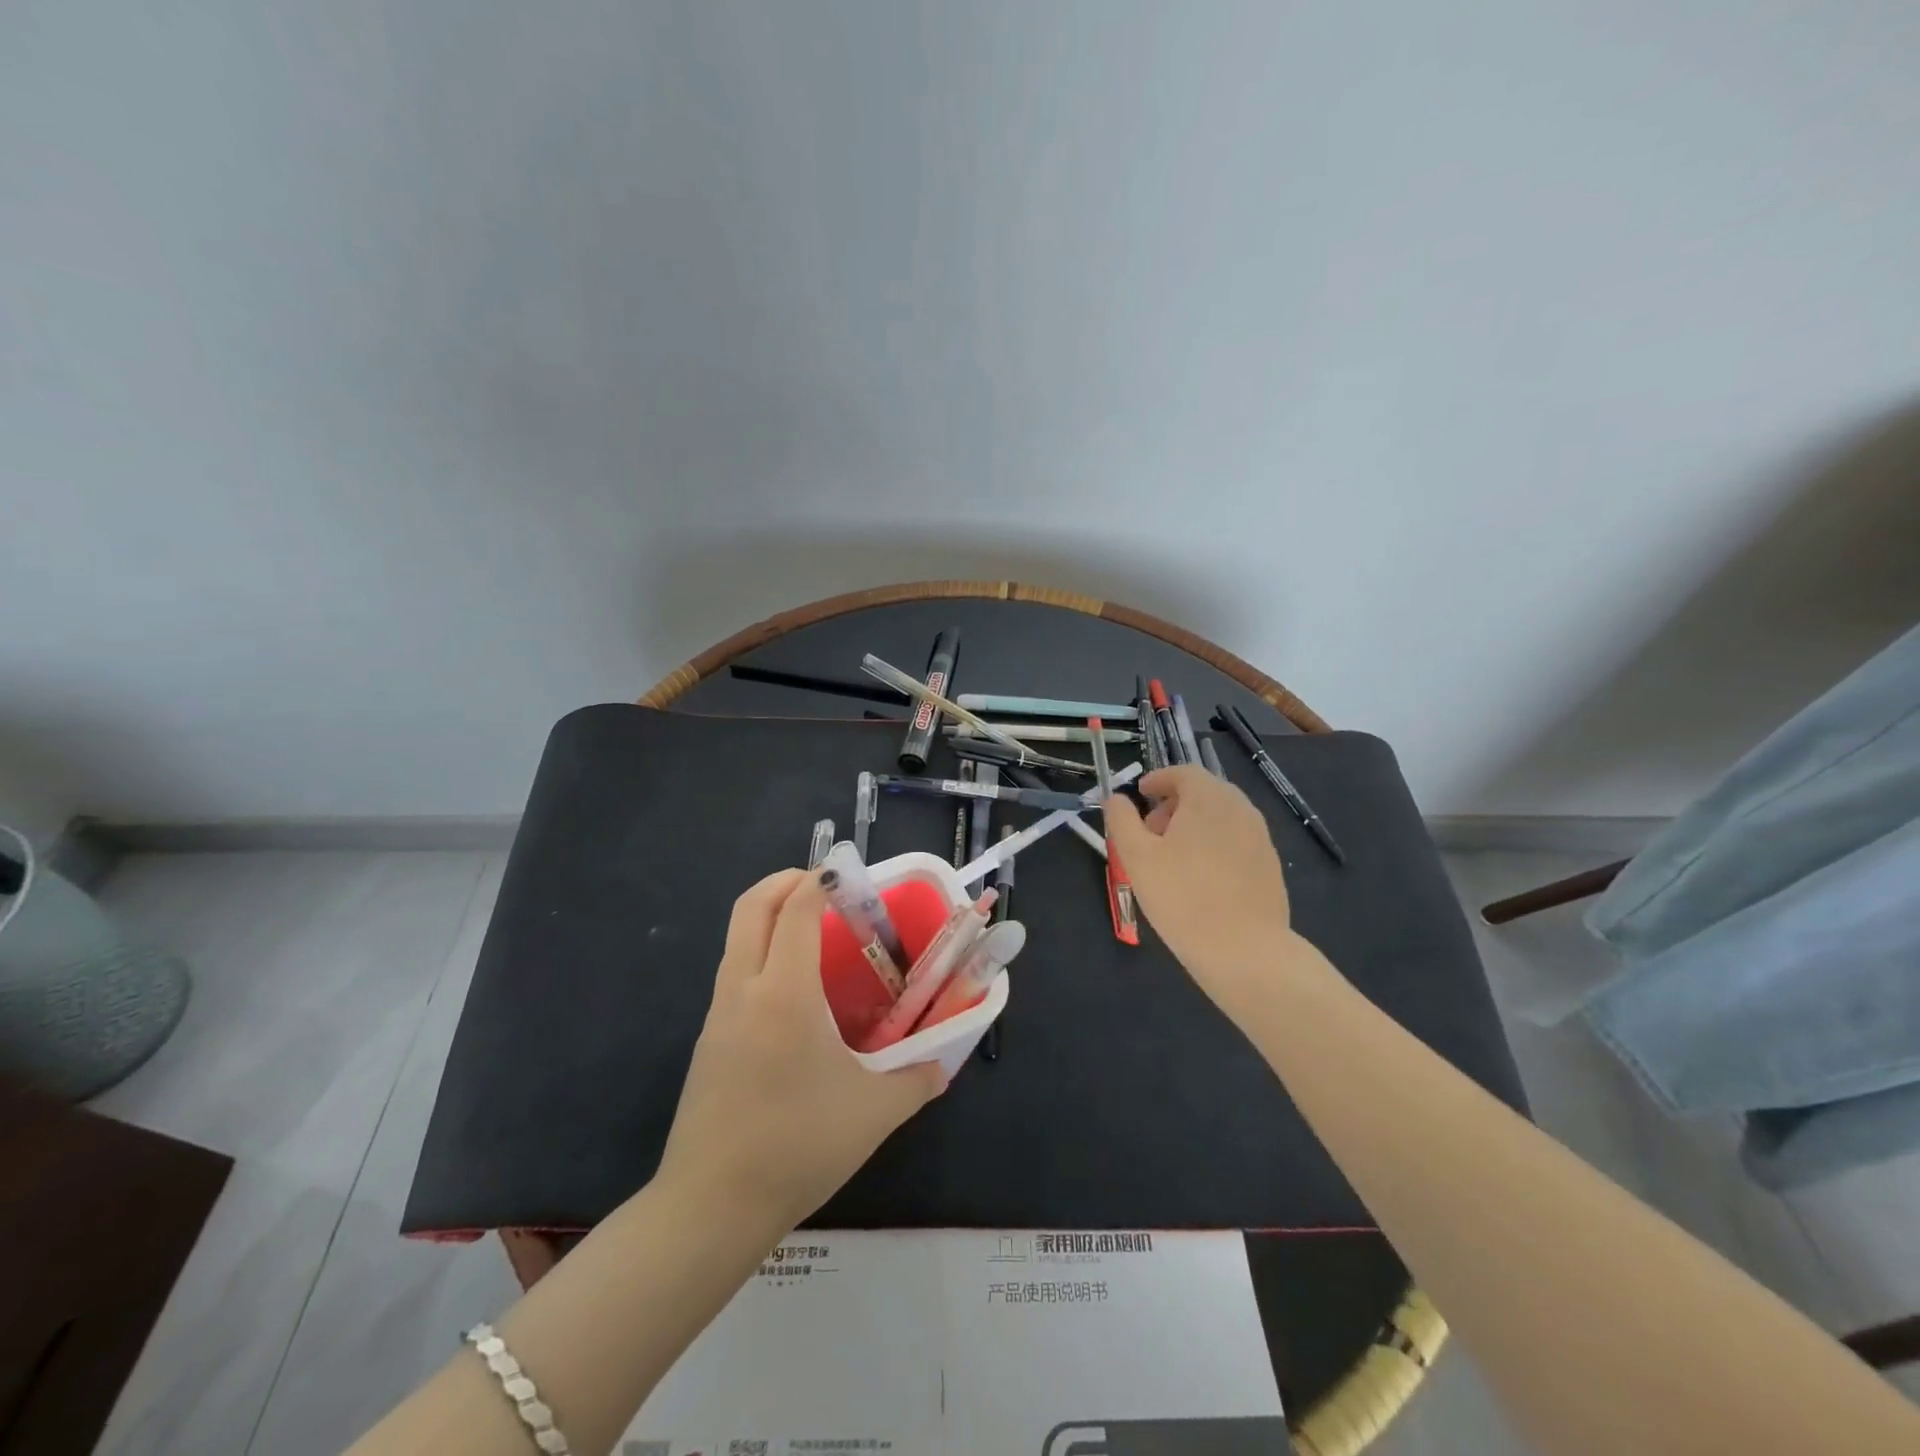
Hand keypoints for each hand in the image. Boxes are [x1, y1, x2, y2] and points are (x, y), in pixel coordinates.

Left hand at [657, 869, 945, 1231]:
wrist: (709, 1208)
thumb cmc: (796, 1146)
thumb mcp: (873, 1113)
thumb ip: (915, 1081)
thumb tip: (940, 1066)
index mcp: (784, 993)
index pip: (795, 910)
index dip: (819, 880)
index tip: (847, 874)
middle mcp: (743, 990)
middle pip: (750, 907)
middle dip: (784, 882)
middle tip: (824, 887)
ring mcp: (717, 1015)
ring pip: (736, 939)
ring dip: (769, 918)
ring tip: (814, 936)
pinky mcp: (707, 1041)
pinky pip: (734, 974)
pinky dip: (761, 955)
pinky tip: (794, 996)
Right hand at [1104, 766, 1294, 999]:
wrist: (1245, 950)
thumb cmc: (1182, 897)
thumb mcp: (1136, 856)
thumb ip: (1121, 820)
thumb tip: (1116, 799)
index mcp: (1208, 798)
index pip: (1183, 772)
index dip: (1159, 779)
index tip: (1141, 795)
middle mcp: (1240, 808)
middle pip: (1204, 792)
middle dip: (1174, 804)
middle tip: (1150, 832)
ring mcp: (1260, 837)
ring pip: (1221, 817)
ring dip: (1194, 825)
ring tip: (1172, 859)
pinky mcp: (1270, 865)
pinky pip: (1236, 841)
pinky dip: (1214, 845)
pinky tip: (1200, 879)